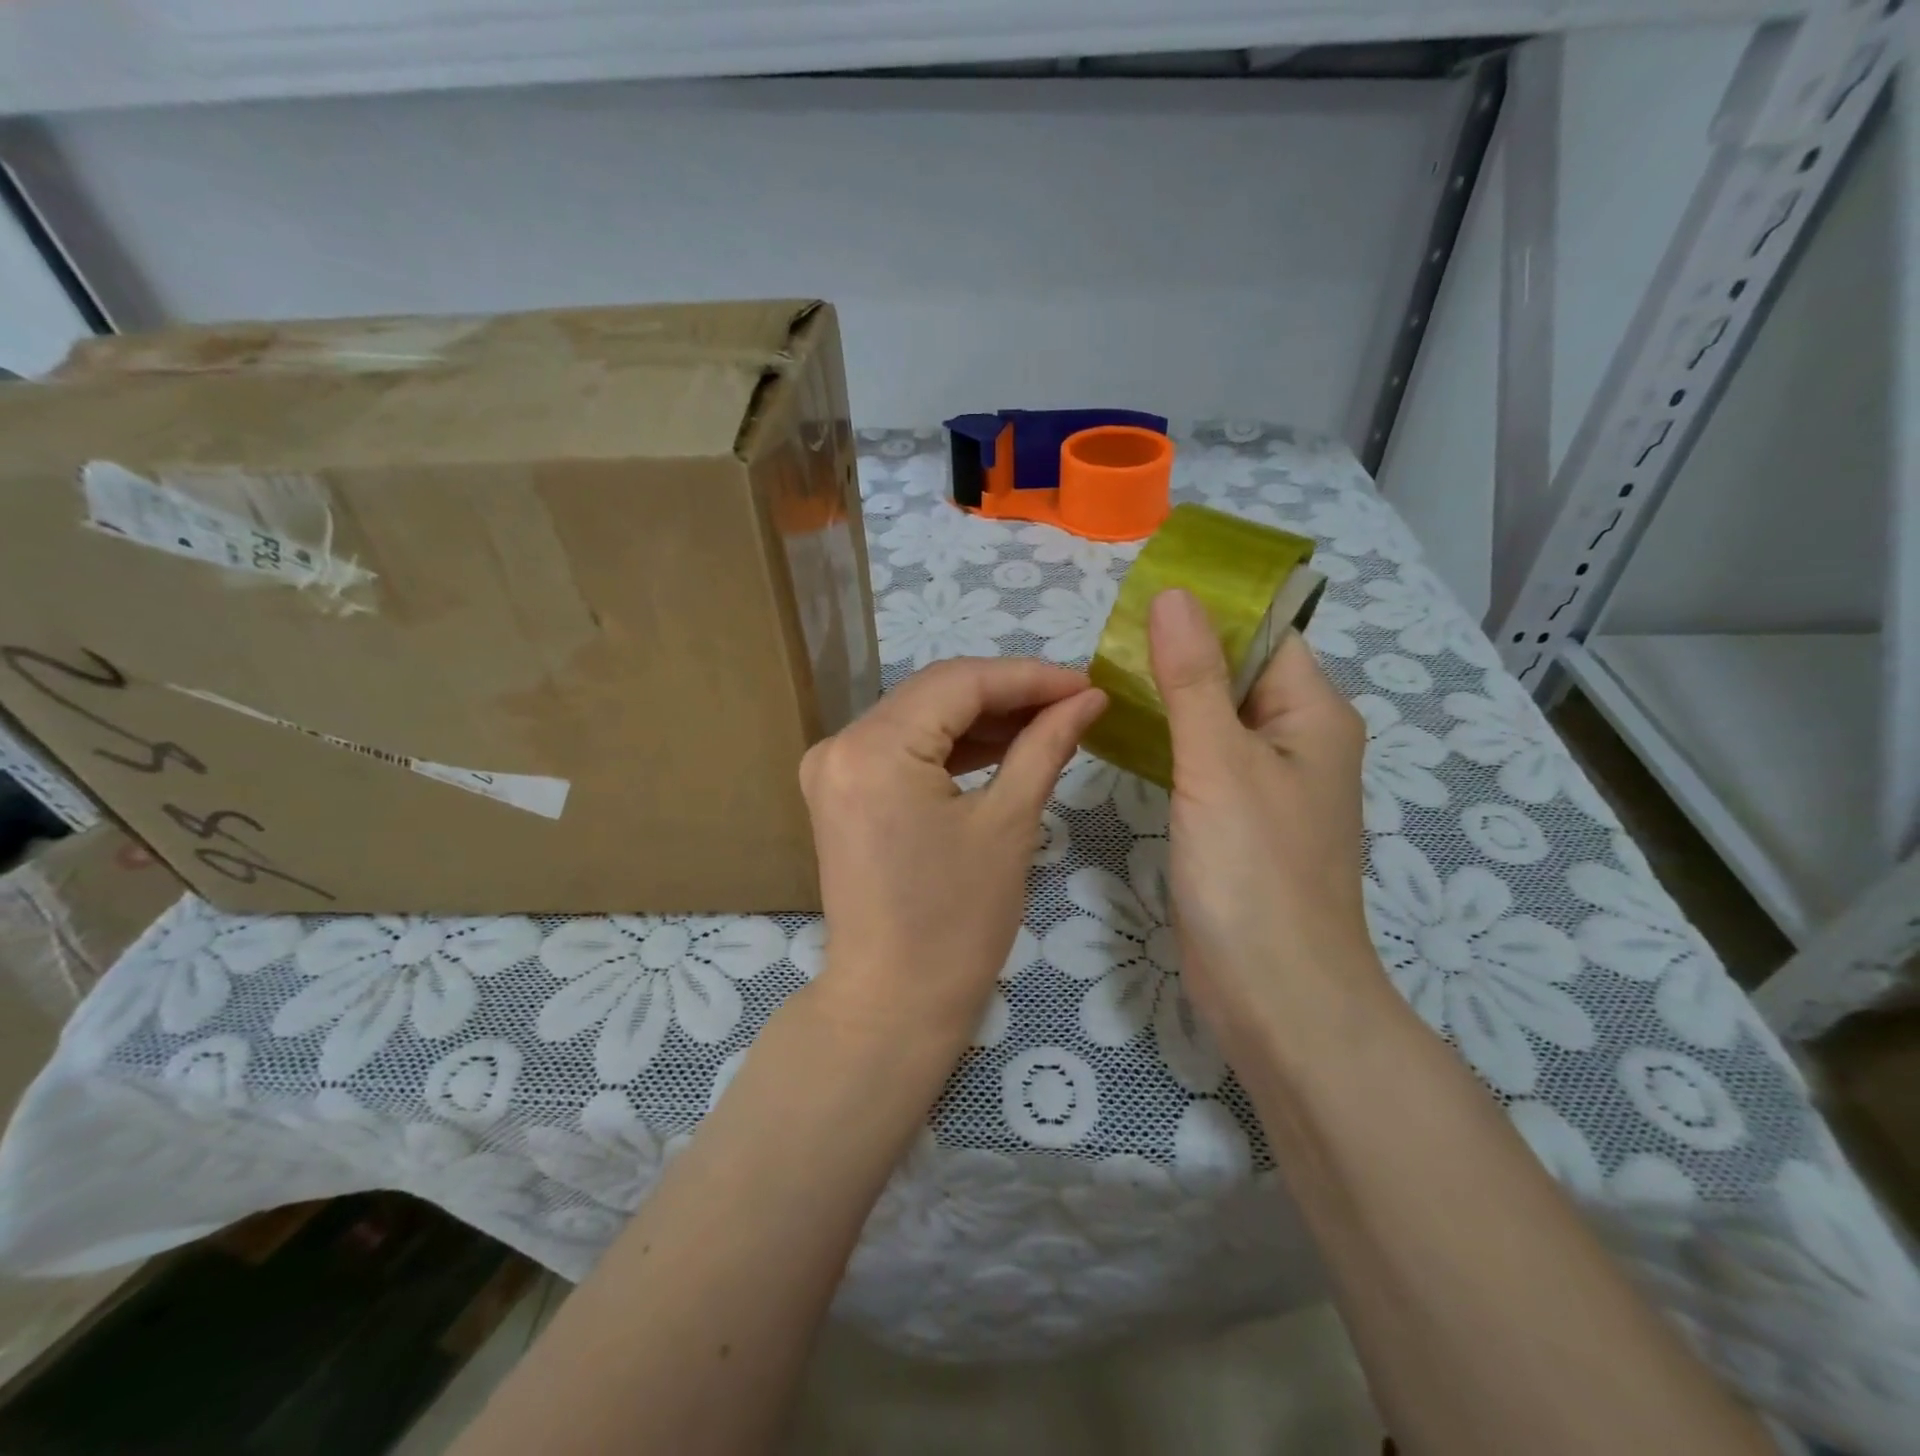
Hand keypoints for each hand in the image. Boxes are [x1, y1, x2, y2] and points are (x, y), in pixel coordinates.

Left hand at [799, 657, 1106, 1050]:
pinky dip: (951, 746)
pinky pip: (903, 749)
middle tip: (1074, 701)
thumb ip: (1045, 745)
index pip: (960, 682)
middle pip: (936, 693)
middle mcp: (841, 743)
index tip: (1087, 682)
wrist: (893, 1004)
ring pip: (921, 717)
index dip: (1029, 676)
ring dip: (982, 718)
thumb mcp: (1009, 825)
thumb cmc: (957, 924)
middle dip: (1008, 694)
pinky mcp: (841, 791)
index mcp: (874, 747)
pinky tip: (1003, 745)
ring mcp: (833, 767)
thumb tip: (1088, 698)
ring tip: (1049, 721)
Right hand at [1147, 587, 1390, 1074]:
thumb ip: (1193, 677)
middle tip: (1102, 640)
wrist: (1276, 995)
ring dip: (1169, 696)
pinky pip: (1204, 759)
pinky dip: (1169, 740)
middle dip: (1178, 651)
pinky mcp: (1239, 820)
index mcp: (1312, 714)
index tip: (1135, 598)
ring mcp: (1267, 785)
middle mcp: (1297, 741)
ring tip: (1101, 676)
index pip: (1263, 633)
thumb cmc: (1254, 872)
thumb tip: (1172, 594)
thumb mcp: (1218, 763)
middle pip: (1236, 672)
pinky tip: (1123, 734)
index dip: (1207, 609)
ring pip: (1215, 718)